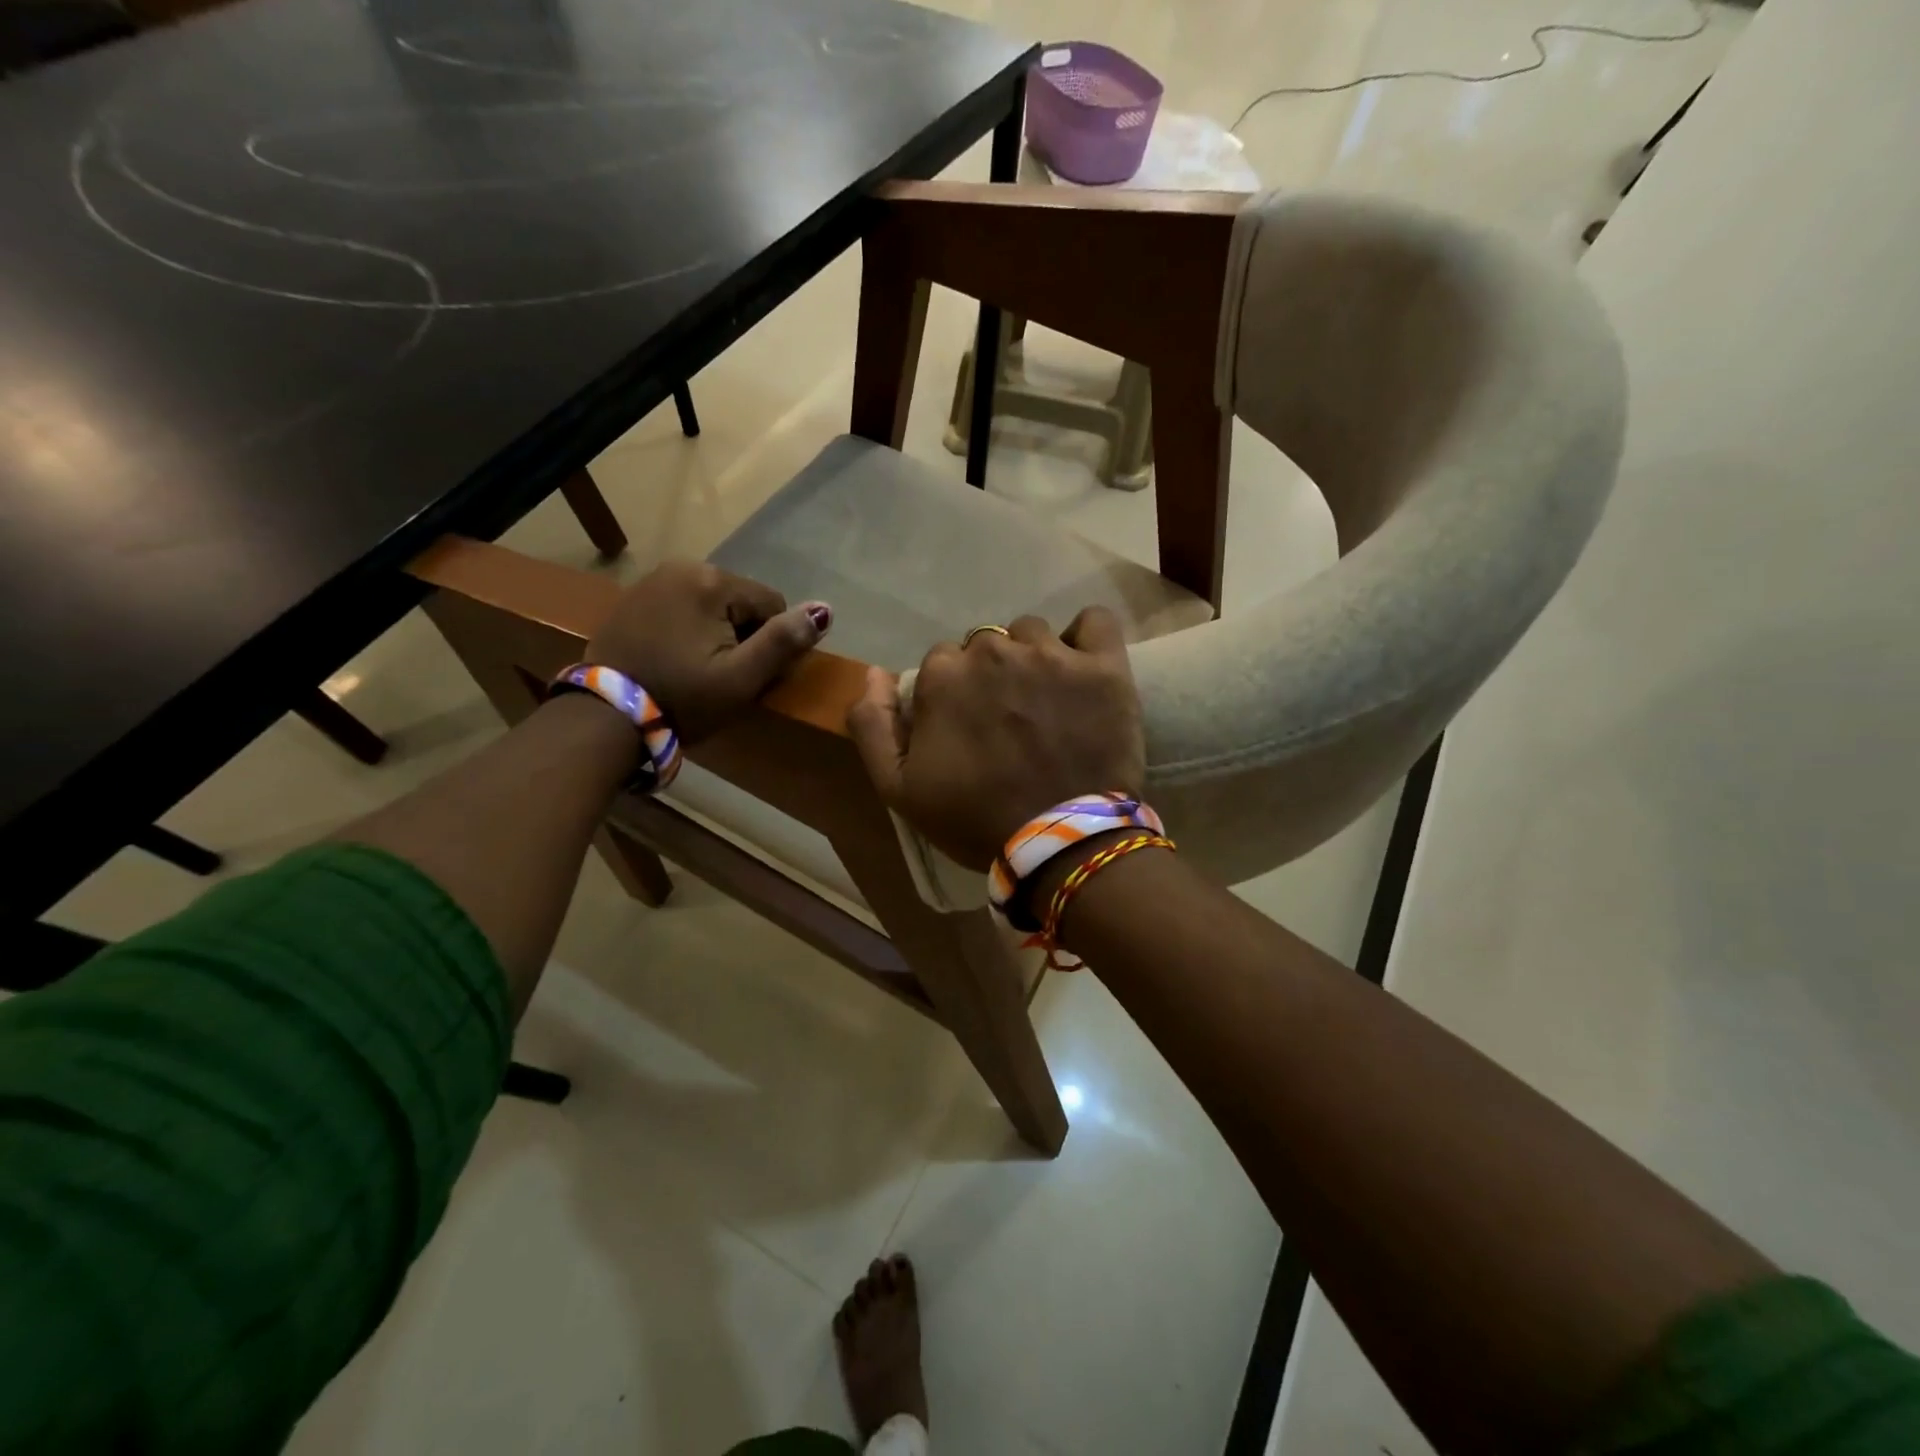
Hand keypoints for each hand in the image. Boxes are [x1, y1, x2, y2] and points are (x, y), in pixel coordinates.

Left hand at [583, 561, 830, 743]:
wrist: (605, 718)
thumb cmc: (683, 698)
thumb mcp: (742, 678)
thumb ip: (785, 641)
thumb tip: (825, 609)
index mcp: (711, 581)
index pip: (771, 604)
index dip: (769, 643)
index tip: (745, 673)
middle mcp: (682, 566)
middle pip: (741, 602)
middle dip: (742, 634)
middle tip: (722, 675)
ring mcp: (652, 580)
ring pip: (713, 605)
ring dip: (717, 633)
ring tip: (699, 669)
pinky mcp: (634, 598)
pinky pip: (683, 608)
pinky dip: (690, 630)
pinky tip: (676, 659)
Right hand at [848, 609, 1145, 870]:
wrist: (1060, 844)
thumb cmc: (975, 819)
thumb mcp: (899, 789)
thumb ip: (873, 725)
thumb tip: (874, 673)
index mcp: (944, 676)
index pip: (942, 662)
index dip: (953, 693)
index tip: (969, 726)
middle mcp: (994, 651)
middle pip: (987, 644)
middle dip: (991, 674)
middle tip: (1009, 719)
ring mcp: (1052, 655)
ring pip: (1033, 634)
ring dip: (1034, 657)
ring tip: (1047, 699)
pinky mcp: (1103, 666)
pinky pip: (1095, 622)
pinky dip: (1087, 636)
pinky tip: (1083, 664)